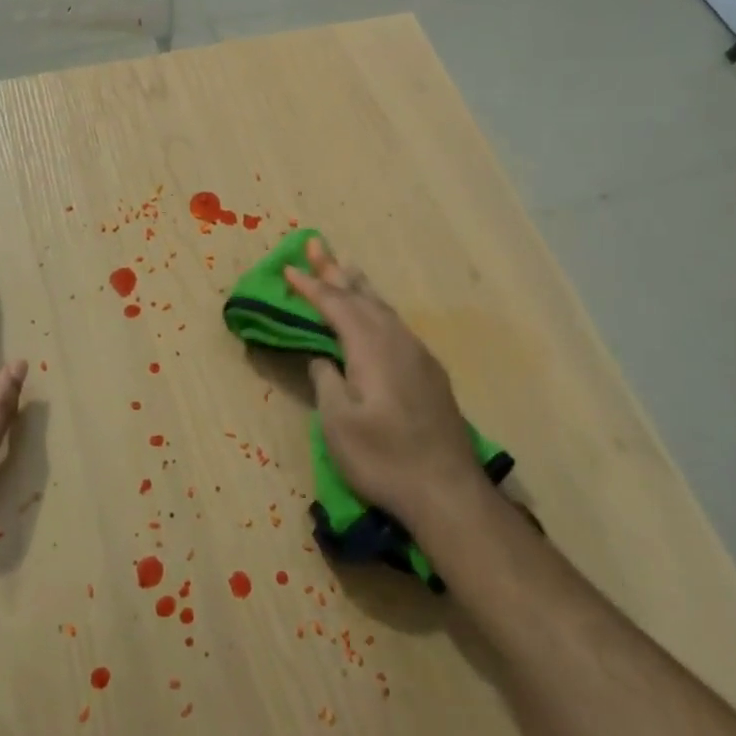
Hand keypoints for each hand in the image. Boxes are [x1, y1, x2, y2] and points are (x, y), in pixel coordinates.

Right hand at [284, 236, 487, 528]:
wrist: (447, 491)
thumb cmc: (384, 459)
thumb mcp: (339, 424)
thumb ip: (327, 381)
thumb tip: (323, 357)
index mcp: (371, 348)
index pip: (336, 306)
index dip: (311, 287)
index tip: (289, 268)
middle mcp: (397, 341)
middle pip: (362, 297)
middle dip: (335, 272)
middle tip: (315, 245)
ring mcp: (418, 355)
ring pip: (383, 309)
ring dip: (359, 287)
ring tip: (344, 267)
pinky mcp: (430, 372)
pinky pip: (396, 325)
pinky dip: (377, 309)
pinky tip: (376, 315)